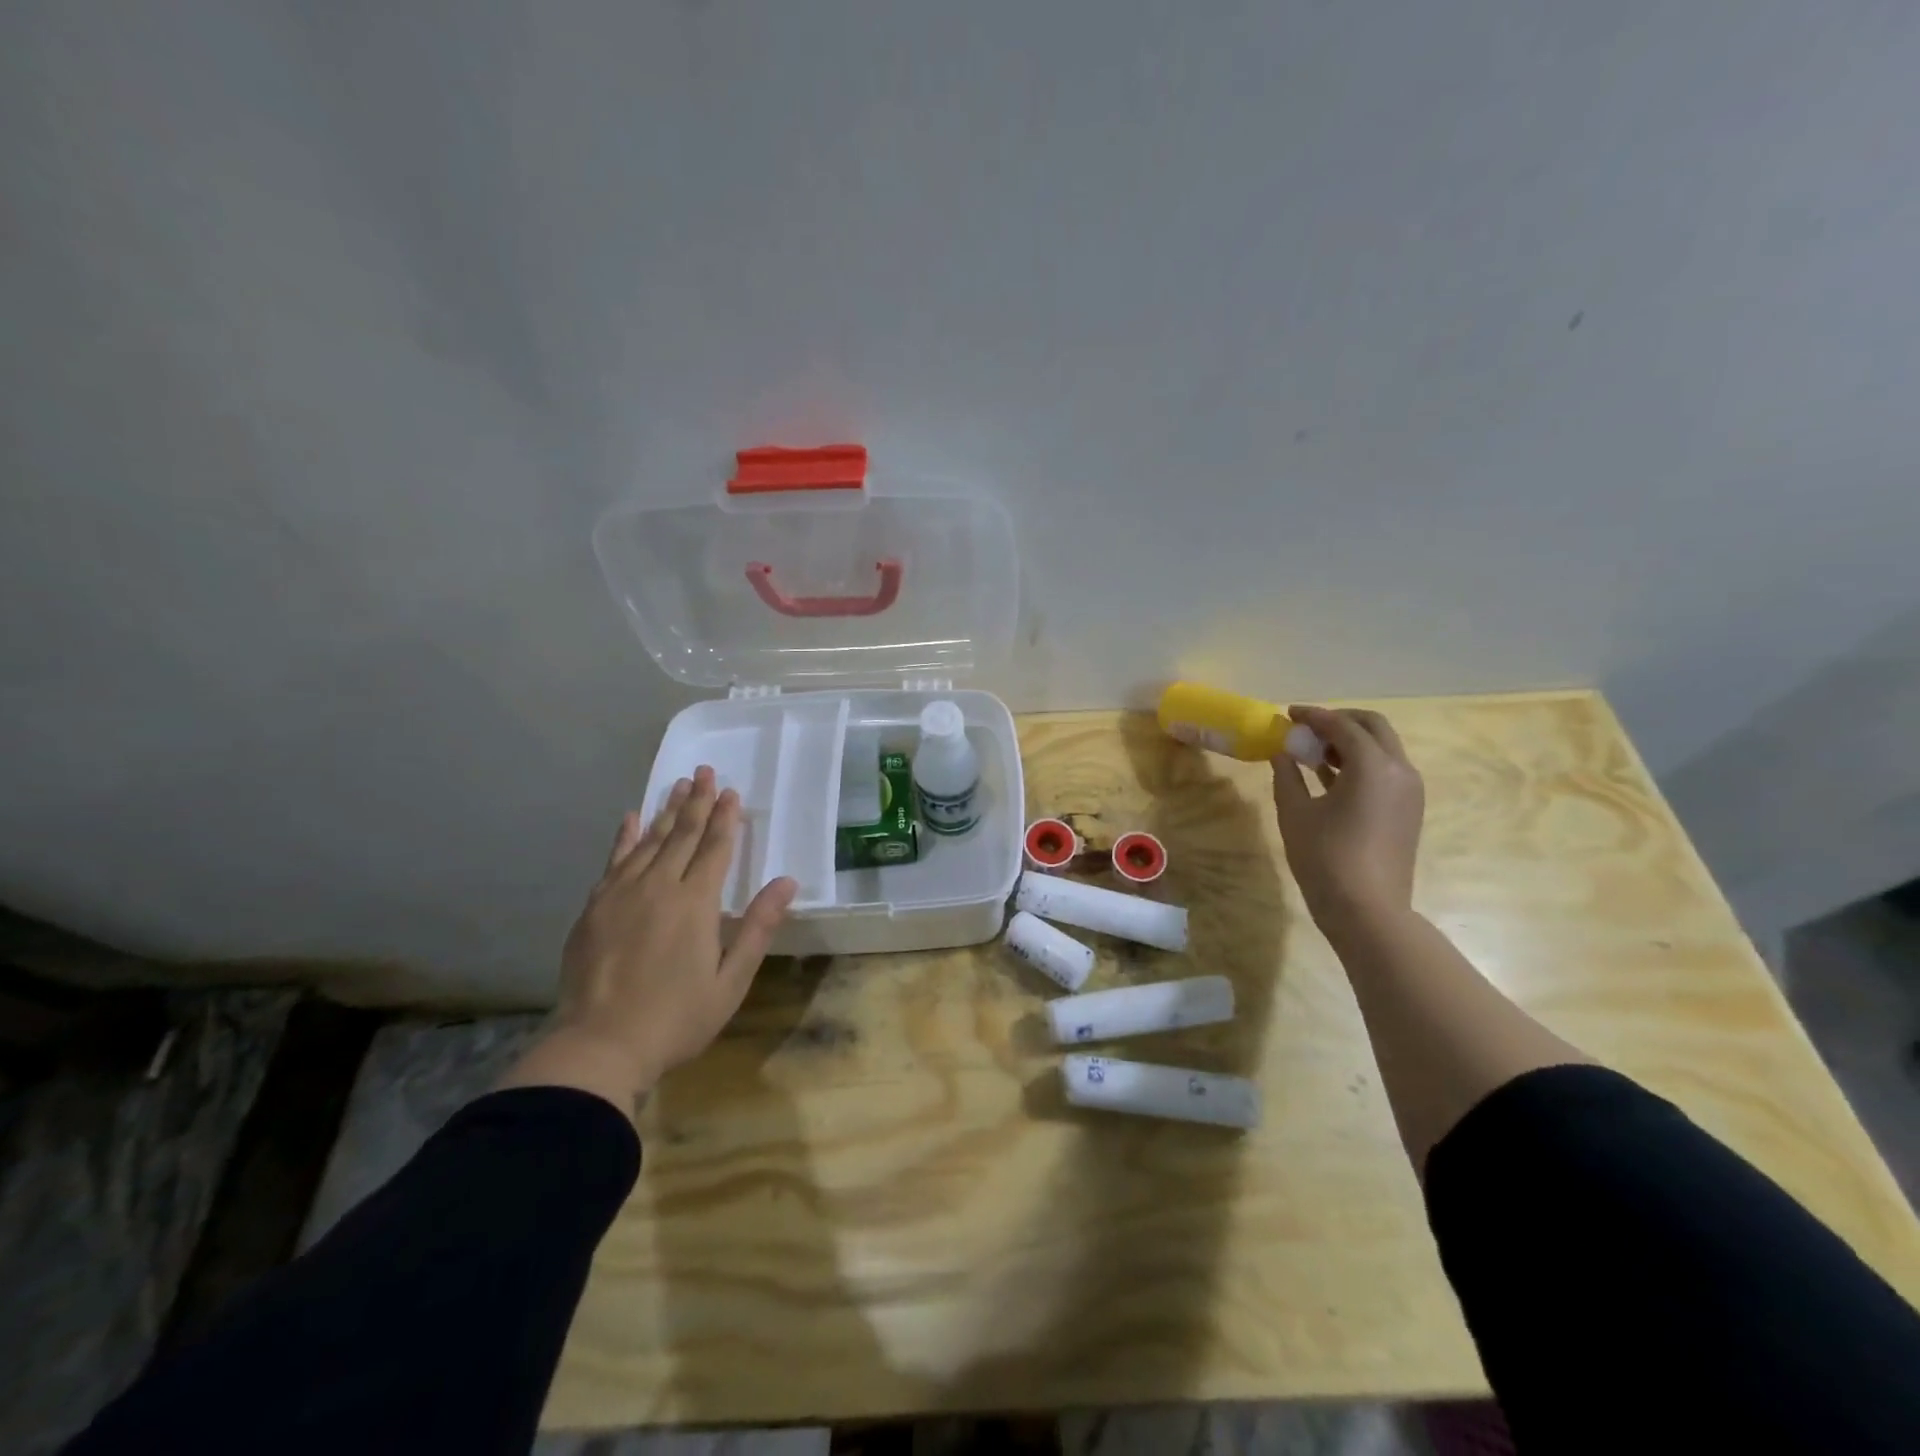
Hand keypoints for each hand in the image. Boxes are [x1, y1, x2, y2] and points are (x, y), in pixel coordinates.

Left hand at [500, 766, 797, 1114]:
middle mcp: (658, 886)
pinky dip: (624, 837)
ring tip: (678, 785)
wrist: (599, 1045)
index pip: (714, 848)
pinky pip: (614, 861)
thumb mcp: (731, 979)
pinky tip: (630, 818)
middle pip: (681, 834)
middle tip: (705, 771)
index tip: (731, 791)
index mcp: (696, 902)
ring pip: (648, 841)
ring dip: (666, 811)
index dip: (725, 819)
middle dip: (697, 802)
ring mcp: (621, 894)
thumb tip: (787, 882)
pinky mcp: (594, 907)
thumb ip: (757, 926)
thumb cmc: (677, 1017)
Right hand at [1271, 706, 1424, 935]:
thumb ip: (1287, 775)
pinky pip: (1385, 771)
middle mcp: (1399, 770)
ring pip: (1382, 748)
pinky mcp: (1408, 810)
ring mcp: (1409, 791)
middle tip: (1307, 728)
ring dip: (1350, 742)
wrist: (1367, 909)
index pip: (1341, 725)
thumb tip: (1282, 754)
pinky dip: (1360, 763)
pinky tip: (1329, 776)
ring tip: (1313, 753)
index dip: (1313, 716)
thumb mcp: (1295, 812)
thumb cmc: (1325, 857)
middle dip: (1339, 721)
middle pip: (1372, 727)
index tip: (1288, 714)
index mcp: (1372, 765)